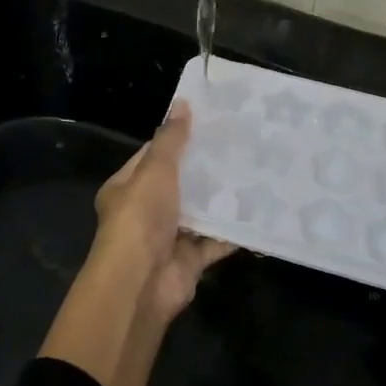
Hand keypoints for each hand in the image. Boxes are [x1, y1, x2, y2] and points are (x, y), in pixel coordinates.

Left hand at [91, 101, 234, 322]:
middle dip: (205, 170)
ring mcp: (168, 237)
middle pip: (179, 184)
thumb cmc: (141, 217)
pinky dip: (234, 231)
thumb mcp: (155, 170)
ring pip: (199, 213)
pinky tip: (258, 213)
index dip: (177, 140)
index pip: (153, 156)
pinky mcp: (190, 260)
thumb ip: (171, 140)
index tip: (208, 125)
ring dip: (221, 199)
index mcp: (127, 187)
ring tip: (254, 173)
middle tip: (240, 147)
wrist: (141, 282)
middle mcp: (146, 211)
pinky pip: (216, 241)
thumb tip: (182, 103)